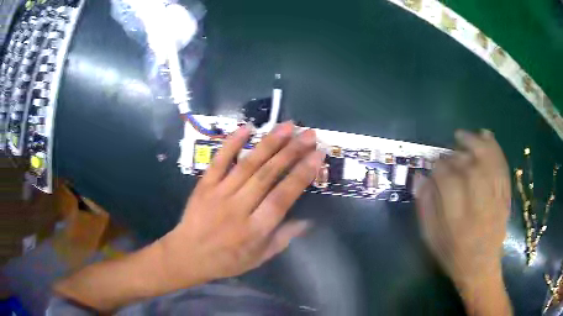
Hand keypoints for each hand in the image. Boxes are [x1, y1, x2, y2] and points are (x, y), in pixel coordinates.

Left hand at [157, 121, 325, 290]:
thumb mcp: (260, 257)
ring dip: (269, 143)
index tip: (317, 155)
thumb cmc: (227, 260)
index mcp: (255, 229)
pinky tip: (246, 128)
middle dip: (291, 151)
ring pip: (247, 164)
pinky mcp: (204, 185)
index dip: (302, 174)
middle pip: (268, 175)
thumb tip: (308, 220)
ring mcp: (219, 193)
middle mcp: (239, 208)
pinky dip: (232, 143)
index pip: (283, 197)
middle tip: (308, 134)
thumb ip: (284, 238)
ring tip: (287, 126)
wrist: (188, 255)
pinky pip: (219, 161)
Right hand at [415, 130, 510, 286]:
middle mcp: (479, 208)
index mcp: (456, 222)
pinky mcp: (505, 197)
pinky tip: (486, 136)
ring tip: (463, 136)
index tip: (433, 164)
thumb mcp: (431, 238)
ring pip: (488, 163)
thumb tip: (420, 177)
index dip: (438, 167)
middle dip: (455, 154)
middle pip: (469, 168)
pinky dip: (495, 149)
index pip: (448, 182)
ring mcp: (496, 201)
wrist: (481, 268)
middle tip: (446, 153)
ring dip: (475, 144)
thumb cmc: (453, 255)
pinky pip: (502, 168)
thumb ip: (425, 207)